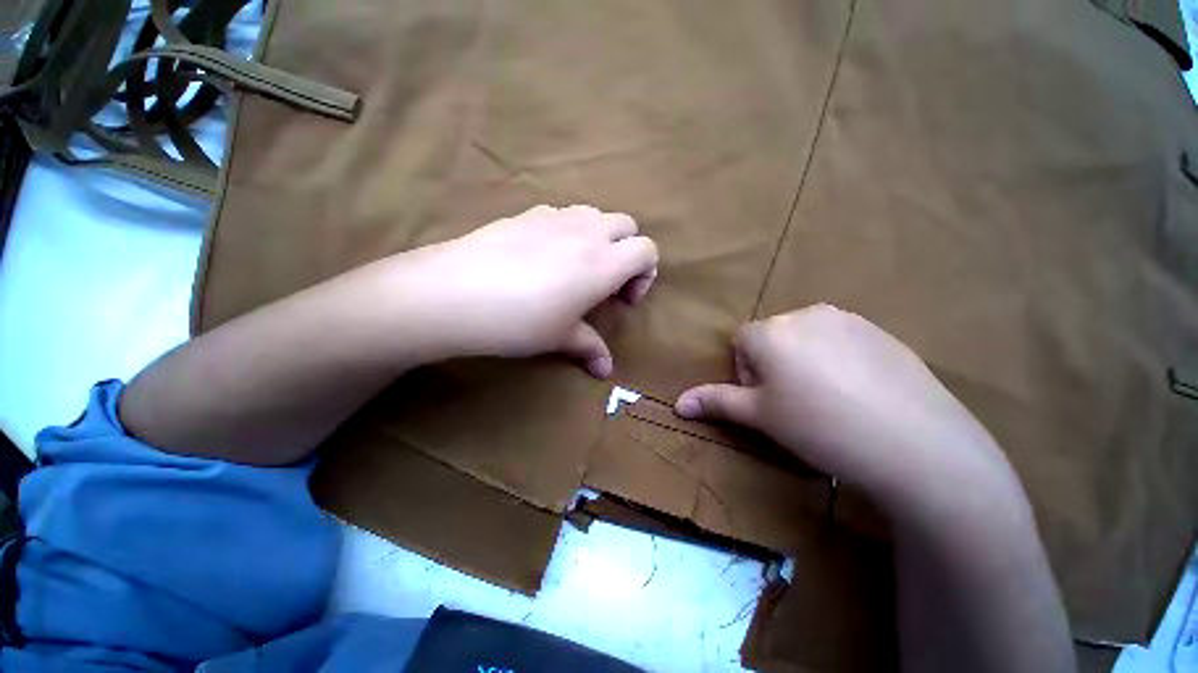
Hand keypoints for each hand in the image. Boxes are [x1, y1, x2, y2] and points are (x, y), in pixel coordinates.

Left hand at [397, 205, 657, 376]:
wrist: (453, 294)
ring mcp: (554, 216)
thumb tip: (605, 370)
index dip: (645, 274)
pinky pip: (560, 214)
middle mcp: (586, 232)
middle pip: (626, 225)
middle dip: (626, 251)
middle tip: (605, 282)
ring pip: (594, 214)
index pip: (647, 250)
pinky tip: (543, 257)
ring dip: (598, 238)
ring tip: (576, 267)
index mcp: (604, 262)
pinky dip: (567, 231)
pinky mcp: (525, 213)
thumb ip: (589, 348)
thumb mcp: (560, 338)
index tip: (623, 300)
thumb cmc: (519, 321)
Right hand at [674, 304, 1023, 522]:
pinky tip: (859, 393)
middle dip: (773, 365)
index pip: (741, 342)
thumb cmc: (819, 426)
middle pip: (772, 337)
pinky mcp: (881, 331)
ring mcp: (848, 319)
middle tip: (795, 403)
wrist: (915, 444)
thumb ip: (715, 402)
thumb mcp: (760, 416)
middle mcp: (805, 314)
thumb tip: (677, 404)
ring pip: (806, 338)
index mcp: (770, 331)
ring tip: (828, 400)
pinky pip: (842, 340)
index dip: (746, 372)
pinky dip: (838, 361)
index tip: (767, 401)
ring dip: (804, 361)